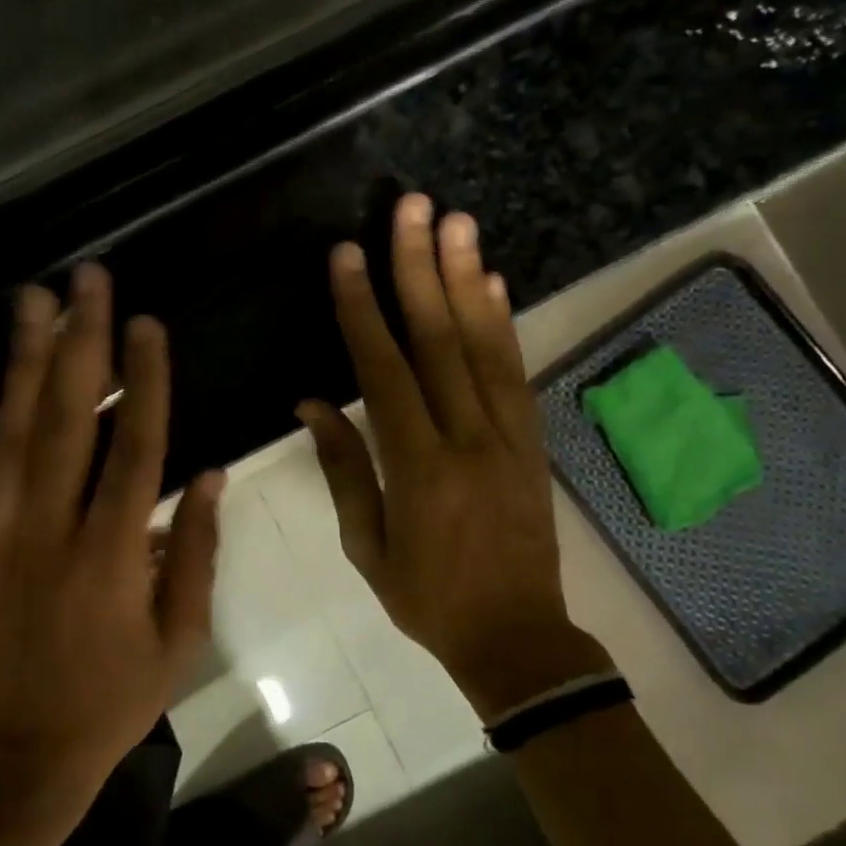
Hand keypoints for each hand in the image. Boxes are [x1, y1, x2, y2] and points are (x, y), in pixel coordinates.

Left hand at [0, 263, 223, 794]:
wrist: (26, 749)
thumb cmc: (117, 695)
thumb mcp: (180, 635)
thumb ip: (194, 548)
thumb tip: (209, 472)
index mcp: (110, 557)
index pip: (134, 450)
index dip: (144, 383)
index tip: (148, 323)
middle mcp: (49, 531)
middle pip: (67, 420)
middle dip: (79, 342)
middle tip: (86, 279)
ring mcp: (1, 532)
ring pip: (12, 431)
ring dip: (24, 359)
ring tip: (33, 298)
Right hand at [299, 193, 611, 718]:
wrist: (517, 637)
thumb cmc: (427, 598)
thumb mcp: (367, 546)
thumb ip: (344, 469)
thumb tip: (312, 403)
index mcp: (419, 468)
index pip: (384, 372)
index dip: (362, 311)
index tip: (347, 257)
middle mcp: (468, 438)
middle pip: (441, 340)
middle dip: (420, 269)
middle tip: (413, 208)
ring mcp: (509, 435)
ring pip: (485, 345)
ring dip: (468, 278)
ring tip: (455, 222)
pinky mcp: (533, 441)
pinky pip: (516, 373)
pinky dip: (503, 323)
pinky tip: (492, 282)